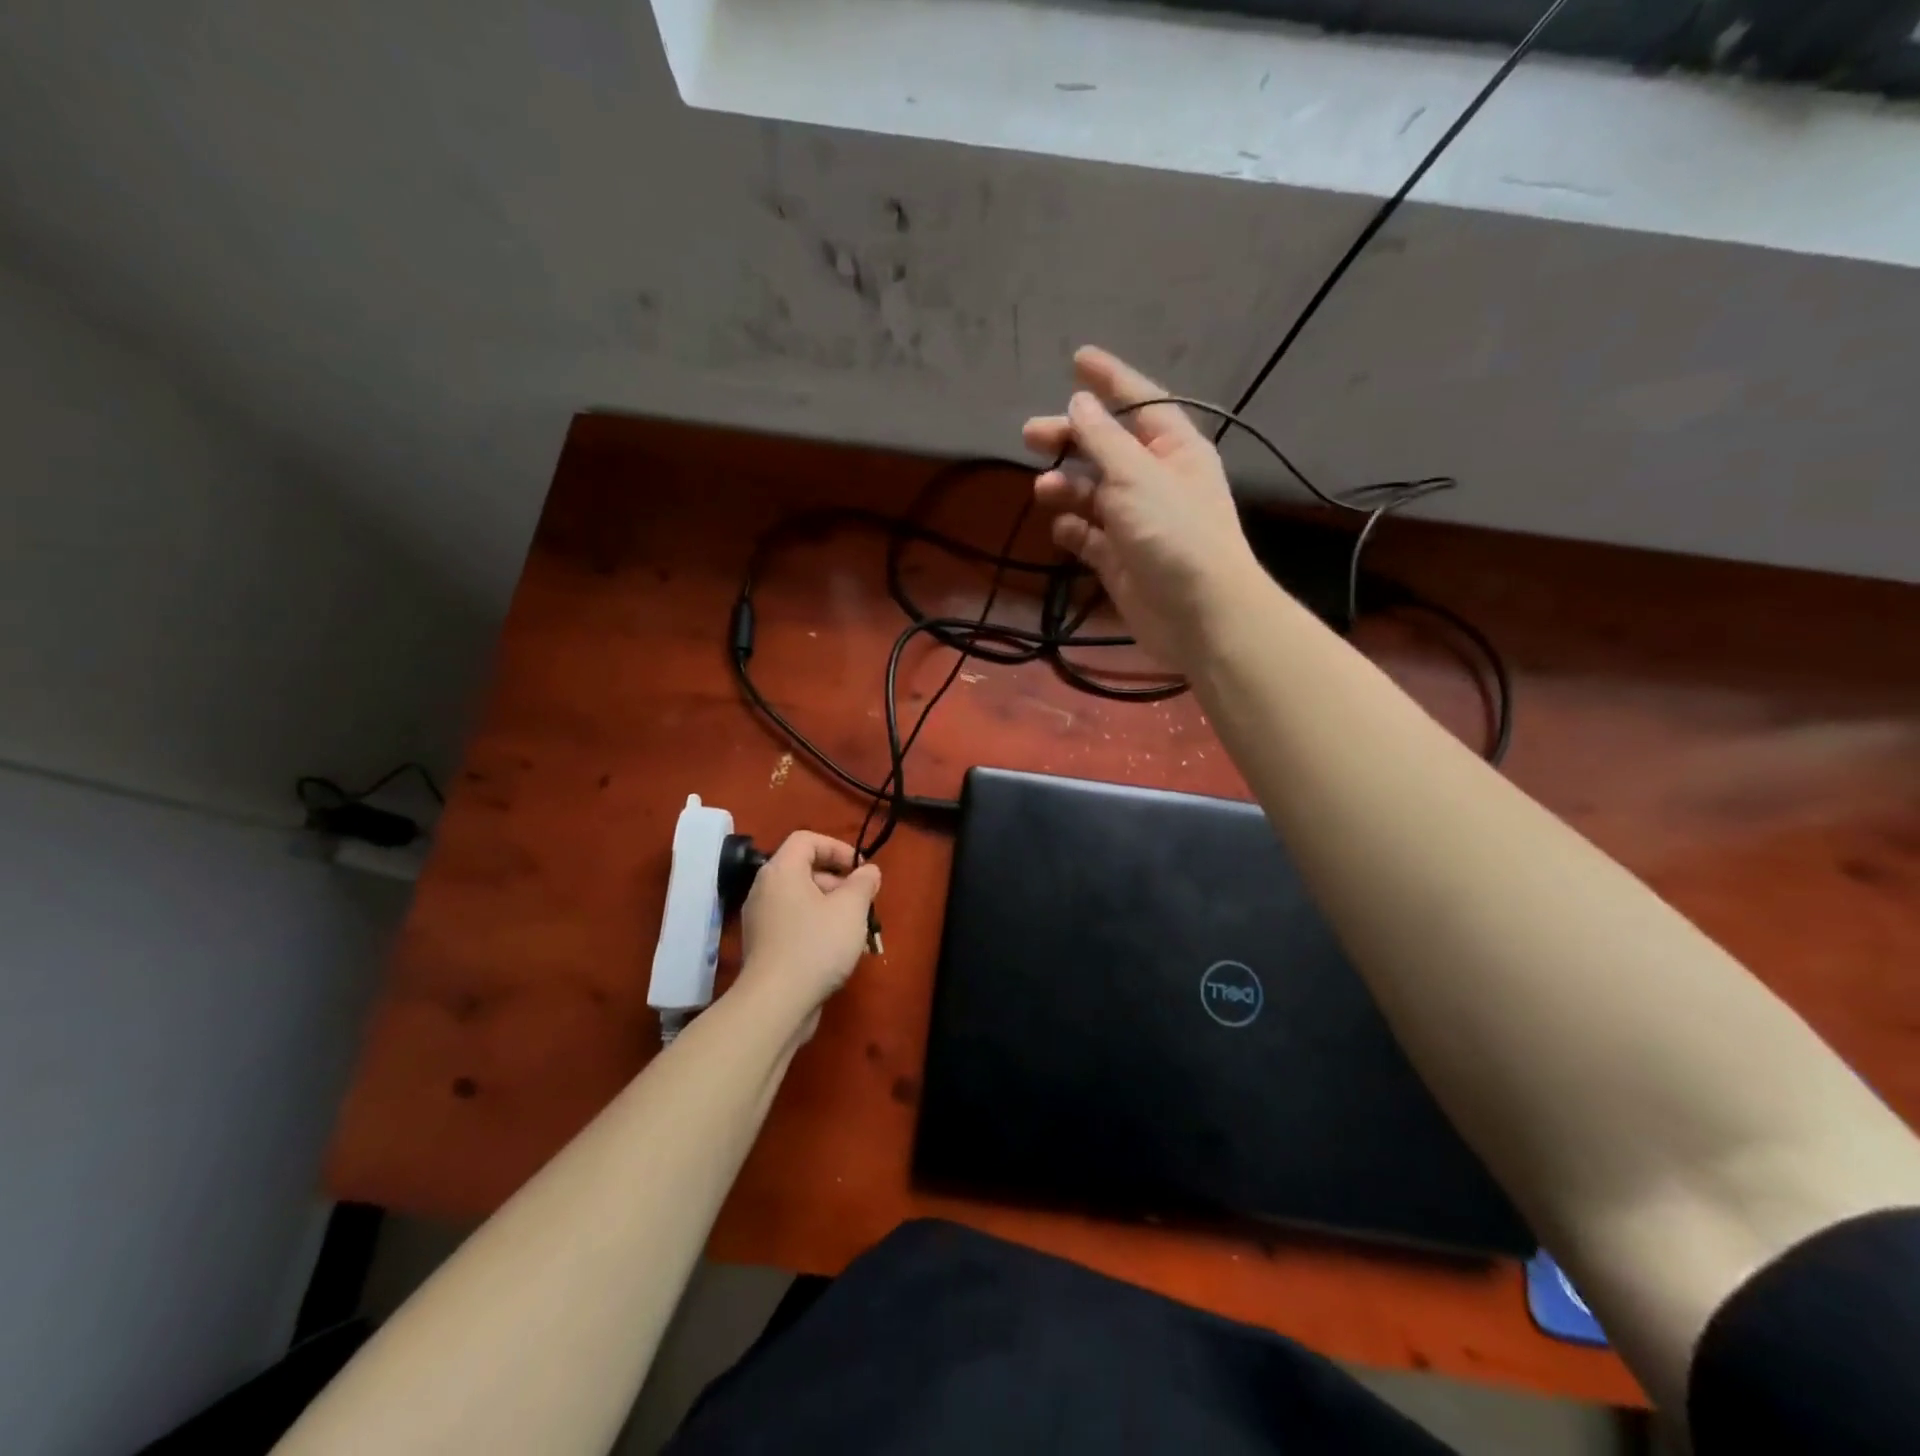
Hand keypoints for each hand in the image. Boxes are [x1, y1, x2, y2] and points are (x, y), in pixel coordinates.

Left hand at [736, 831, 881, 1036]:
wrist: (775, 1003)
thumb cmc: (816, 945)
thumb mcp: (850, 909)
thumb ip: (863, 883)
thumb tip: (869, 871)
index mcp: (781, 871)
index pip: (807, 840)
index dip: (837, 848)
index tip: (860, 869)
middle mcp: (765, 890)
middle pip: (804, 870)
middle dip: (839, 882)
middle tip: (863, 902)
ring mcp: (761, 920)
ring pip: (801, 900)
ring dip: (831, 907)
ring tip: (856, 929)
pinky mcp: (764, 947)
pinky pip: (794, 923)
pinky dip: (816, 927)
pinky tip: (837, 950)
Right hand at [1025, 346, 1262, 672]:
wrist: (1199, 614)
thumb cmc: (1174, 532)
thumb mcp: (1136, 475)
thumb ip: (1103, 439)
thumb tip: (1079, 402)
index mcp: (1174, 449)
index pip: (1140, 402)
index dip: (1110, 380)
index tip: (1077, 359)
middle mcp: (1156, 480)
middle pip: (1107, 448)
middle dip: (1070, 439)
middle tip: (1029, 434)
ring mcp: (1137, 522)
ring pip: (1093, 493)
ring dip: (1066, 487)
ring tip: (1042, 490)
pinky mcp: (1120, 559)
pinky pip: (1090, 536)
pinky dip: (1074, 529)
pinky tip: (1062, 527)